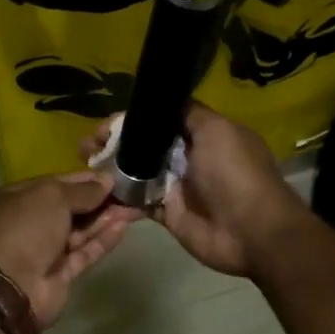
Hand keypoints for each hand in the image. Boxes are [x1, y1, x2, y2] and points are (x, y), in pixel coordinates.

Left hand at [0, 172, 133, 328]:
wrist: (8, 289)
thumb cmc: (23, 229)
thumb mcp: (51, 197)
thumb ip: (82, 190)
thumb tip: (106, 181)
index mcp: (9, 199)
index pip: (52, 184)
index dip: (82, 180)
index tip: (111, 176)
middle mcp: (23, 224)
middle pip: (66, 208)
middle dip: (97, 200)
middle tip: (129, 191)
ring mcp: (40, 251)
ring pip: (77, 231)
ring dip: (104, 219)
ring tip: (134, 207)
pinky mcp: (57, 275)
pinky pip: (82, 253)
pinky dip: (101, 240)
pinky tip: (123, 227)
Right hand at [83, 104, 306, 277]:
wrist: (252, 231)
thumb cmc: (235, 174)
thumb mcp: (216, 130)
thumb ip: (188, 114)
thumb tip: (162, 102)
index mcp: (203, 134)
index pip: (161, 120)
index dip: (132, 120)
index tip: (104, 124)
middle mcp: (188, 158)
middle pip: (145, 146)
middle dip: (114, 143)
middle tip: (84, 146)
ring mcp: (177, 187)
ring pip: (138, 173)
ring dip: (111, 169)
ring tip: (82, 165)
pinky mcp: (168, 214)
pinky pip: (139, 202)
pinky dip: (119, 198)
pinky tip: (96, 193)